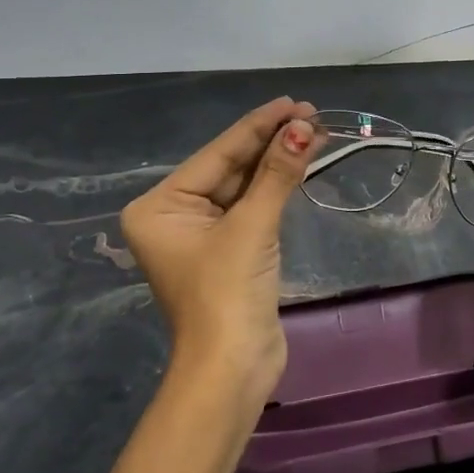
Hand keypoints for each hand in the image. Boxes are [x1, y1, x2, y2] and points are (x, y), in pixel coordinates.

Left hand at [119, 97, 317, 398]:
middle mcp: (173, 215)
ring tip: (314, 132)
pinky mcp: (228, 251)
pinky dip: (275, 188)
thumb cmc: (228, 293)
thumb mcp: (252, 227)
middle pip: (229, 167)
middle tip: (311, 115)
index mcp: (159, 206)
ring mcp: (202, 234)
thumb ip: (277, 173)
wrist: (232, 369)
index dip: (258, 126)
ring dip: (277, 162)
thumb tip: (304, 126)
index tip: (293, 102)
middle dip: (270, 142)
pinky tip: (299, 163)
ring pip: (243, 186)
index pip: (217, 154)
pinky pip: (251, 207)